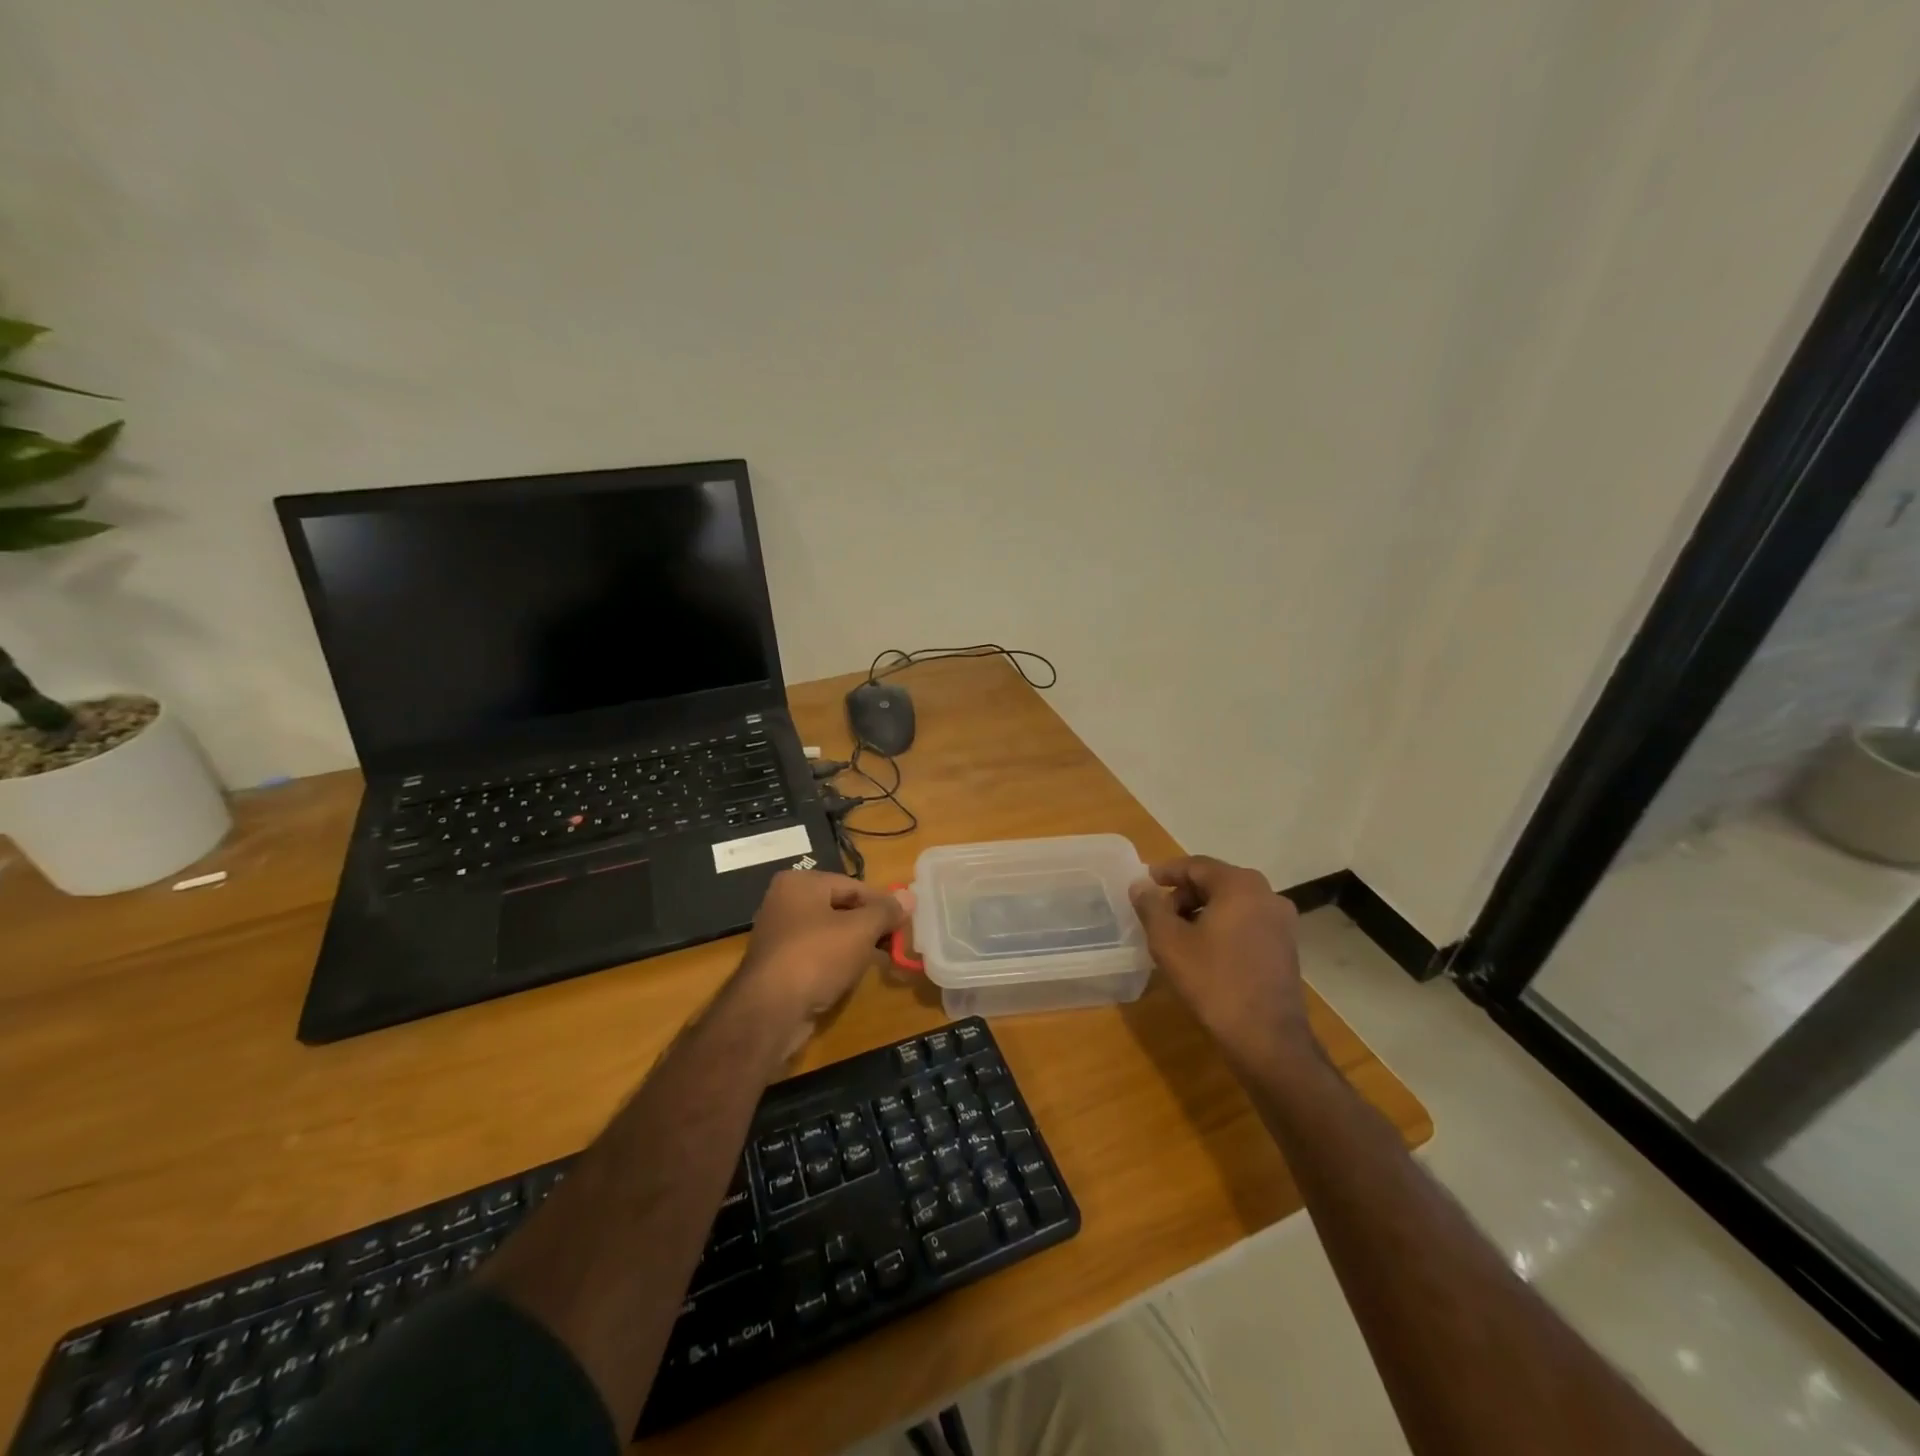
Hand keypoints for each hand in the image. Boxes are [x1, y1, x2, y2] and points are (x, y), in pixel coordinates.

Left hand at [735, 870, 913, 1038]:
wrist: (770, 1012)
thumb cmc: (817, 956)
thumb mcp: (860, 929)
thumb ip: (885, 911)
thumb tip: (909, 896)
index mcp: (800, 883)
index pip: (853, 885)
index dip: (882, 903)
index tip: (905, 921)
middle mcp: (784, 902)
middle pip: (840, 907)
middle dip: (869, 924)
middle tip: (895, 941)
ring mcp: (778, 935)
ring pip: (829, 933)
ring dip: (855, 944)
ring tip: (881, 959)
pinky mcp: (778, 965)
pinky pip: (816, 954)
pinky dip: (836, 961)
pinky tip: (852, 975)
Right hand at [1129, 855, 1311, 1069]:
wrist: (1267, 1038)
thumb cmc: (1214, 982)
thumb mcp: (1169, 942)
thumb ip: (1151, 907)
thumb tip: (1141, 885)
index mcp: (1240, 885)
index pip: (1196, 866)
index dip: (1166, 872)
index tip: (1144, 883)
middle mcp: (1267, 894)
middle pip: (1216, 882)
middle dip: (1183, 894)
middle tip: (1157, 913)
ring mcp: (1281, 921)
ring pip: (1232, 903)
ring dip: (1202, 911)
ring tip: (1177, 934)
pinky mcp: (1286, 946)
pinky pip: (1247, 922)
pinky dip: (1223, 926)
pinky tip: (1204, 950)